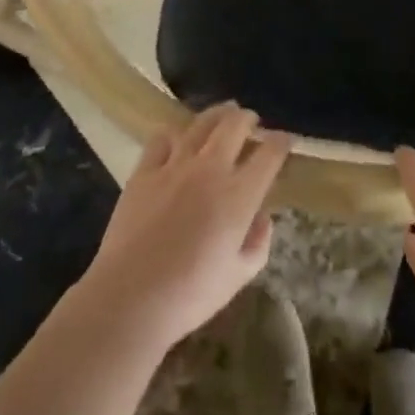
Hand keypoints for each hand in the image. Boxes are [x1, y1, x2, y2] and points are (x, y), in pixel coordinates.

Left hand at [79, 104, 289, 352]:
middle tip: (252, 122)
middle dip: (249, 119)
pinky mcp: (144, 171)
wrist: (129, 299)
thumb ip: (259, 243)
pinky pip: (162, 138)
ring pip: (201, 123)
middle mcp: (211, 169)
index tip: (284, 141)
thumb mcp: (239, 276)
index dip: (281, 142)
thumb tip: (262, 217)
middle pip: (235, 125)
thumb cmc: (190, 295)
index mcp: (240, 194)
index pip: (270, 154)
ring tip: (223, 114)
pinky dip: (175, 133)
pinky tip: (178, 139)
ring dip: (217, 115)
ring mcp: (175, 166)